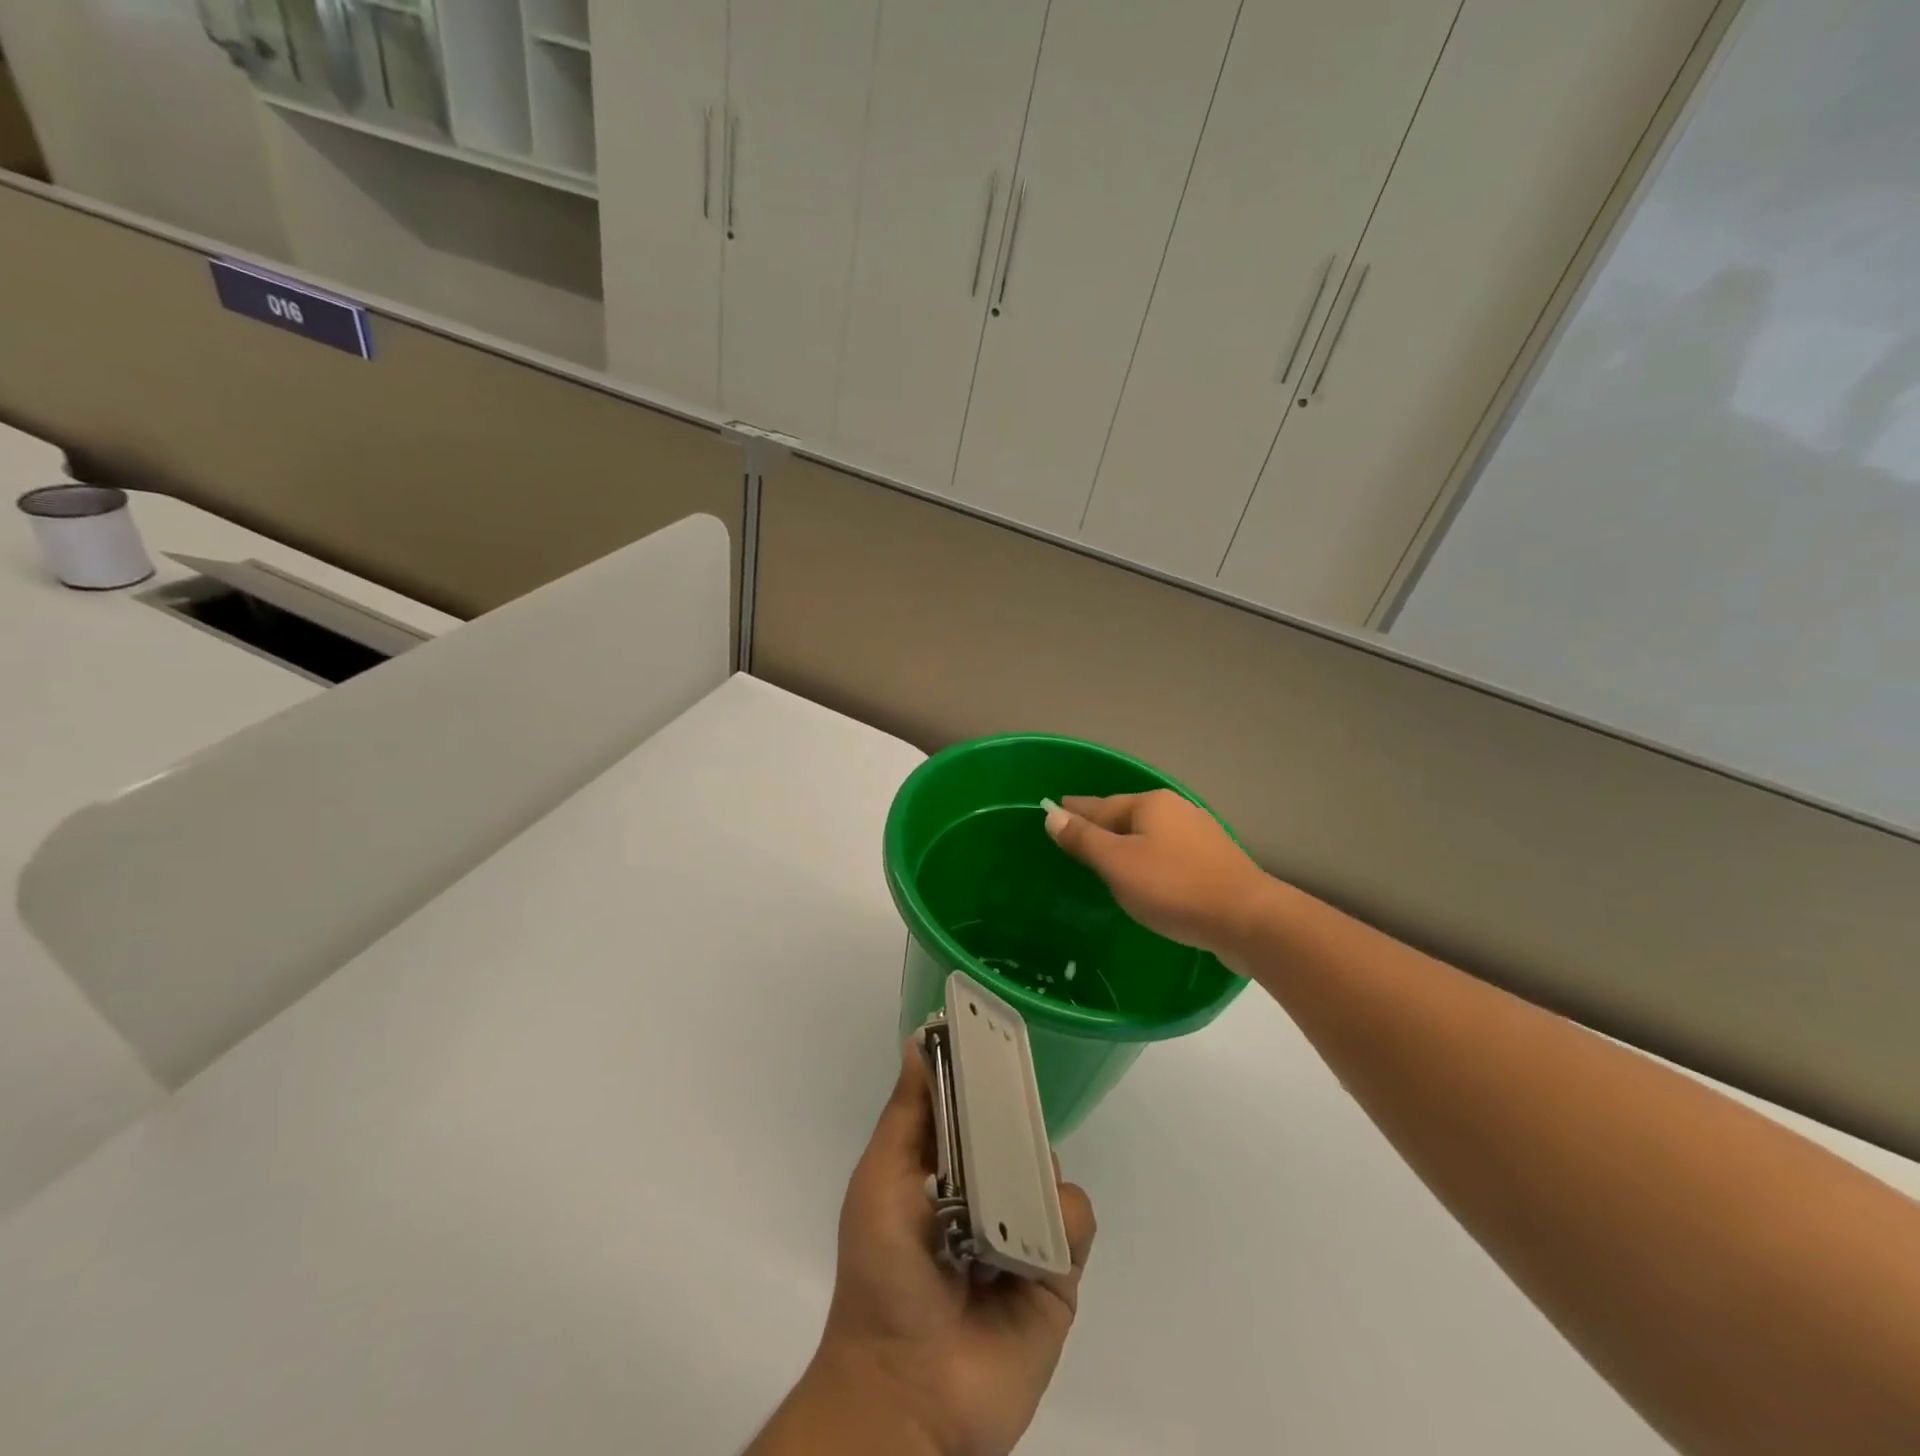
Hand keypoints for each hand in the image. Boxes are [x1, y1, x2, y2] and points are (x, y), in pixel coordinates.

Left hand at [765, 1047, 1095, 1455]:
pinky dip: (1061, 1223)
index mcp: (943, 1165)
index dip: (981, 1069)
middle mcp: (986, 1188)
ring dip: (1034, 1173)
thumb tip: (918, 1040)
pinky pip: (1076, 1220)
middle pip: (1015, 1128)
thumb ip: (908, 1113)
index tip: (995, 1030)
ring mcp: (1023, 1228)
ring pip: (1050, 1168)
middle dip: (1014, 1114)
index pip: (971, 1101)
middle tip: (1008, 1112)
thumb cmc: (883, 1274)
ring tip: (1006, 1206)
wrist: (910, 1392)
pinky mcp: (1057, 1270)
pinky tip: (1032, 1247)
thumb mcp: (882, 1180)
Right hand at [1045, 790, 1272, 958]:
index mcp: (1150, 805)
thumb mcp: (1118, 864)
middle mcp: (1176, 810)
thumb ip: (1083, 839)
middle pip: (1127, 816)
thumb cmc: (1174, 887)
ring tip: (1107, 854)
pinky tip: (1147, 873)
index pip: (1100, 805)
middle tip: (1076, 833)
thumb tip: (1052, 815)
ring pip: (1150, 834)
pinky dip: (1149, 858)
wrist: (1248, 919)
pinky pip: (1168, 853)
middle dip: (1102, 823)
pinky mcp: (1215, 861)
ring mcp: (1200, 835)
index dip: (1075, 810)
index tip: (1055, 808)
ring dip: (1127, 842)